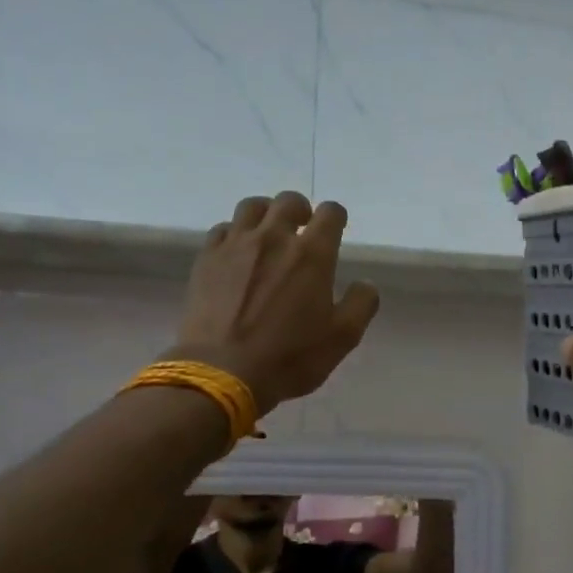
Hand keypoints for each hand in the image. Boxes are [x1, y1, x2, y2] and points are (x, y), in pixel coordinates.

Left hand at [171, 192, 379, 412]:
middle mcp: (274, 238)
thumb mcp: (343, 338)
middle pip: (288, 201)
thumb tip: (365, 283)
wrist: (222, 371)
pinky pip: (222, 229)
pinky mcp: (207, 259)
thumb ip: (361, 304)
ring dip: (266, 214)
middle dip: (301, 210)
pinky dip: (235, 234)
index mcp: (312, 254)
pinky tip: (238, 254)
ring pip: (252, 207)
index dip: (336, 217)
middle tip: (303, 230)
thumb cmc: (290, 356)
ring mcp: (235, 245)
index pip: (330, 213)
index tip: (337, 229)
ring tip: (269, 235)